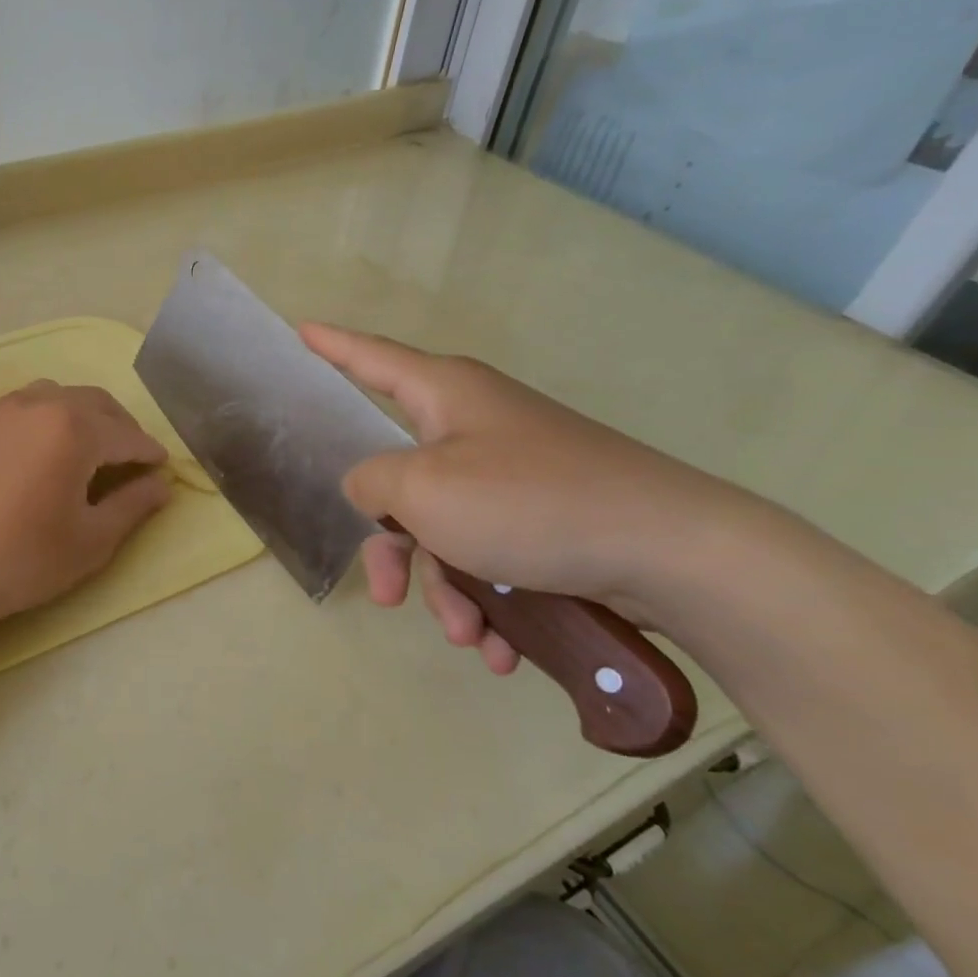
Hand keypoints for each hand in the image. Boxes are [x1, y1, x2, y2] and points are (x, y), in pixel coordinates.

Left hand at [0, 380, 173, 632]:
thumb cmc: (22, 558)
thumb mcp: (91, 540)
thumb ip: (132, 506)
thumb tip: (161, 485)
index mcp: (76, 428)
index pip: (128, 435)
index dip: (150, 454)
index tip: (163, 470)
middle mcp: (43, 403)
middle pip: (98, 404)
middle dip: (123, 429)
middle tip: (134, 463)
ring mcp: (6, 409)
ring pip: (63, 397)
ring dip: (89, 417)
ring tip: (95, 452)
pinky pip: (32, 403)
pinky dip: (56, 416)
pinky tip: (53, 450)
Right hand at [300, 323, 754, 672]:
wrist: (675, 553)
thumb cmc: (530, 503)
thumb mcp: (424, 490)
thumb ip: (373, 482)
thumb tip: (370, 487)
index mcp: (445, 396)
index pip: (371, 358)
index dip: (333, 345)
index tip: (302, 328)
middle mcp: (477, 426)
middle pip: (402, 479)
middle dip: (393, 547)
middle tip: (386, 594)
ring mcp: (515, 473)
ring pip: (446, 530)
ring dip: (447, 590)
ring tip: (470, 638)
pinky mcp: (548, 516)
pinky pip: (492, 555)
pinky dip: (490, 601)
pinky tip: (501, 648)